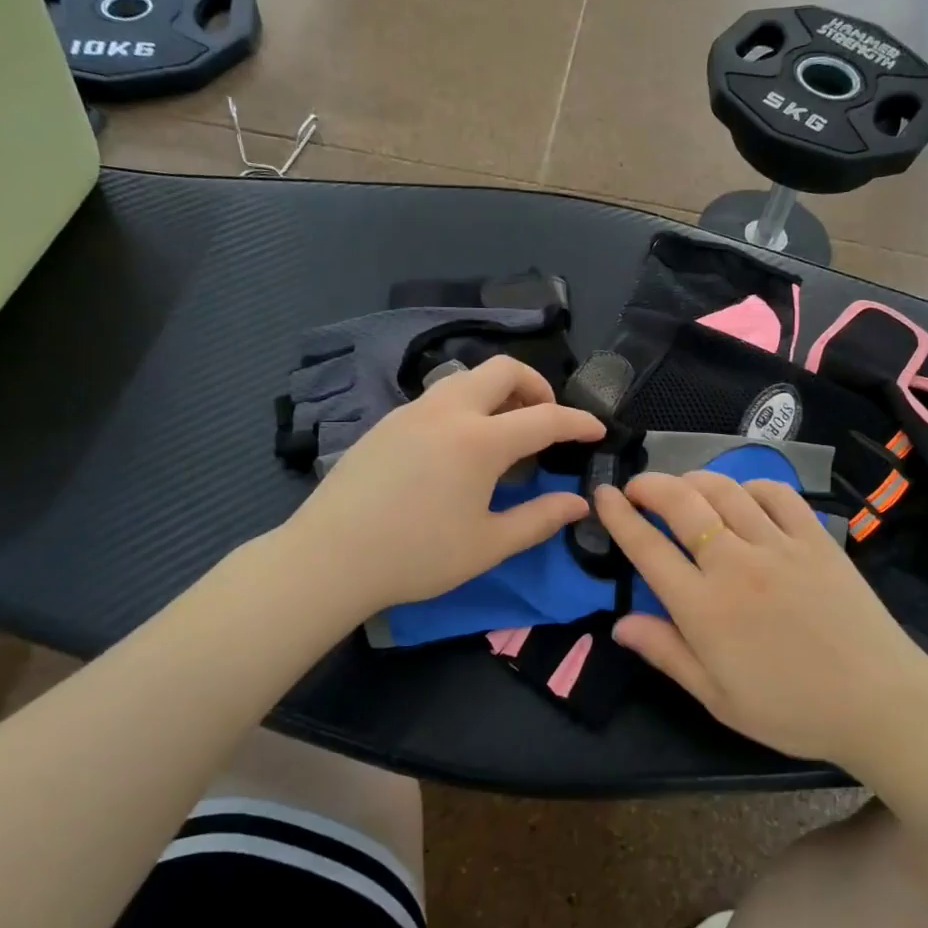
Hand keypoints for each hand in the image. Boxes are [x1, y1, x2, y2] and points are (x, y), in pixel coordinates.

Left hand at [283, 356, 604, 617]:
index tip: (597, 430)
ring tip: (505, 431)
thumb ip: (539, 519)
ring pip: (466, 378)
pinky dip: (465, 405)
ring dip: (497, 392)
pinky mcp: (386, 422)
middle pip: (502, 369)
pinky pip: (438, 396)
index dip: (577, 422)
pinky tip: (458, 447)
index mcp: (479, 440)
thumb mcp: (488, 544)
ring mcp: (411, 411)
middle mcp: (447, 411)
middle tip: (546, 420)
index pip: (544, 418)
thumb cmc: (416, 556)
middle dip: (536, 385)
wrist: (329, 558)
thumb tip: (579, 504)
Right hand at [595, 472, 927, 765]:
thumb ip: (667, 653)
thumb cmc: (791, 710)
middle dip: (650, 485)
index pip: (647, 549)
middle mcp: (735, 565)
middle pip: (682, 504)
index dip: (618, 517)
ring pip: (725, 491)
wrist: (879, 703)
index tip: (602, 496)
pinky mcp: (816, 539)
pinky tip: (743, 496)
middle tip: (636, 486)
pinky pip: (777, 494)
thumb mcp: (718, 697)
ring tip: (683, 486)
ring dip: (695, 480)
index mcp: (704, 608)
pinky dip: (751, 485)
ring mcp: (779, 546)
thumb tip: (619, 623)